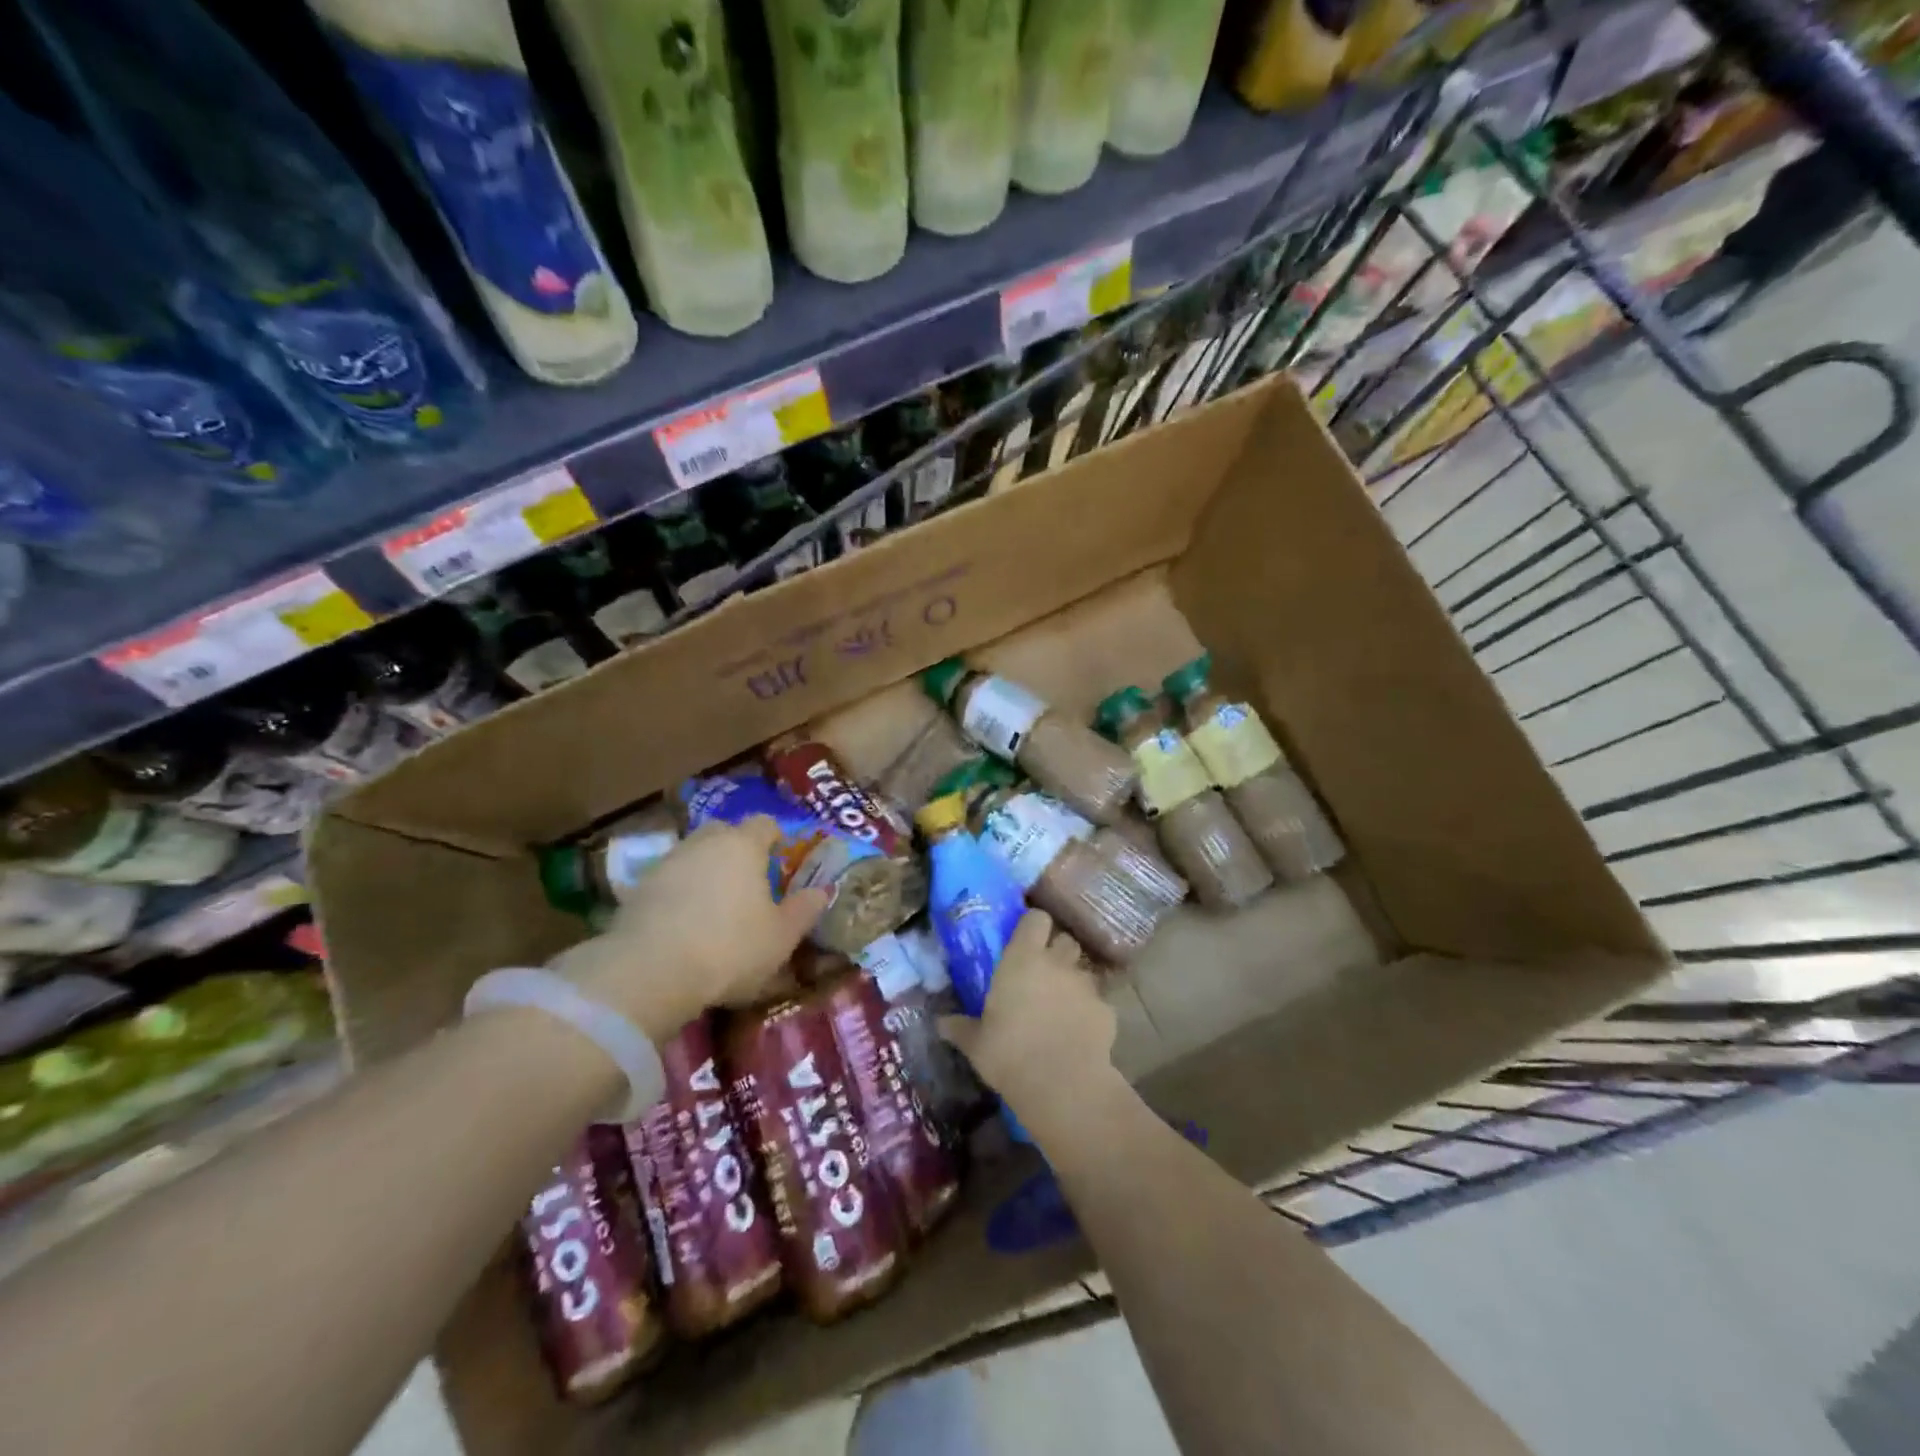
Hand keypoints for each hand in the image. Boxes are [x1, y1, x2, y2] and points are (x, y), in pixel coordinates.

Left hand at [548, 817, 828, 1040]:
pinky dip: (679, 894)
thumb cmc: (731, 947)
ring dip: (705, 872)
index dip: (776, 838)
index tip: (782, 861)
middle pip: (725, 833)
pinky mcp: (636, 889)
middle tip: (749, 882)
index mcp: (744, 845)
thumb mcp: (782, 937)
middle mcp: (705, 842)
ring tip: (715, 907)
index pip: (765, 824)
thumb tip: (823, 891)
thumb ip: (805, 910)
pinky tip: (685, 925)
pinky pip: (669, 882)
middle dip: (737, 849)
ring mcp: (667, 862)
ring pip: (694, 856)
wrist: (650, 972)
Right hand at [938, 911, 1115, 1121]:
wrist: (1062, 1085)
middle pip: (1065, 940)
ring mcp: (1085, 985)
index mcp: (1022, 959)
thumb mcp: (976, 1043)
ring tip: (1062, 1005)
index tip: (1024, 940)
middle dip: (1057, 952)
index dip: (1033, 926)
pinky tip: (1079, 1033)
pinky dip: (1090, 1011)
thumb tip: (940, 1023)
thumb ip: (960, 1027)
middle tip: (1043, 973)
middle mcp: (1057, 963)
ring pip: (1082, 970)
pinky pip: (1098, 1001)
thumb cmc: (1009, 1054)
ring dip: (1073, 981)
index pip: (1036, 918)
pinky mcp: (1106, 1010)